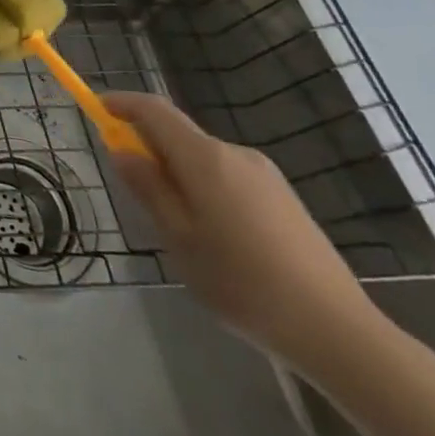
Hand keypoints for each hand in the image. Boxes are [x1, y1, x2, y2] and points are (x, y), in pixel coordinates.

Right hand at [105, 90, 384, 371]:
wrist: (338, 332)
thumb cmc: (243, 283)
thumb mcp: (179, 239)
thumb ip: (148, 188)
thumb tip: (121, 149)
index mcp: (206, 159)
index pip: (154, 110)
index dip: (122, 103)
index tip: (96, 108)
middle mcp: (236, 154)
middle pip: (179, 135)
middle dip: (149, 148)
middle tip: (134, 190)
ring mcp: (266, 177)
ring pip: (204, 160)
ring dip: (179, 175)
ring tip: (179, 229)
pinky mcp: (285, 200)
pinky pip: (229, 179)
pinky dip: (206, 190)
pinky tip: (217, 240)